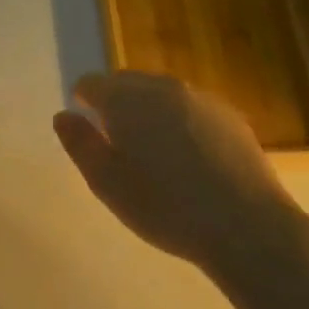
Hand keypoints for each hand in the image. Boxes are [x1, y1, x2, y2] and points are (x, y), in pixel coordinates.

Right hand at [54, 71, 306, 266]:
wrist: (245, 225)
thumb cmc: (164, 207)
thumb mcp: (107, 183)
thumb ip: (80, 144)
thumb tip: (64, 115)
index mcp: (126, 100)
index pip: (92, 83)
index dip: (83, 100)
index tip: (86, 125)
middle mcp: (161, 87)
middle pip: (127, 83)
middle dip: (116, 103)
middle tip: (116, 142)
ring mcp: (199, 98)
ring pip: (161, 93)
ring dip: (149, 111)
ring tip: (153, 151)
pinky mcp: (228, 115)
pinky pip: (190, 108)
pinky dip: (179, 121)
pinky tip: (188, 157)